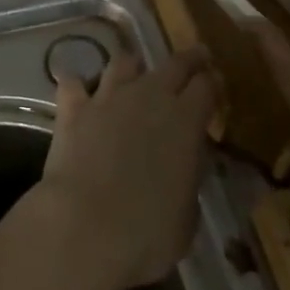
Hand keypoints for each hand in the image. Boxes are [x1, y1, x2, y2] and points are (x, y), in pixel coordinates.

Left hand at [34, 50, 216, 289]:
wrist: (86, 227)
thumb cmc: (148, 232)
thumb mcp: (188, 214)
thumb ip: (189, 177)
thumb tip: (186, 165)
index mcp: (185, 120)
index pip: (207, 85)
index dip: (213, 83)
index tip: (216, 84)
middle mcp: (149, 96)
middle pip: (174, 63)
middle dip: (188, 59)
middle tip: (195, 58)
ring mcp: (107, 97)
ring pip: (123, 62)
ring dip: (132, 67)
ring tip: (134, 74)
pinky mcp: (73, 108)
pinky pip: (73, 83)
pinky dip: (77, 86)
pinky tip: (78, 93)